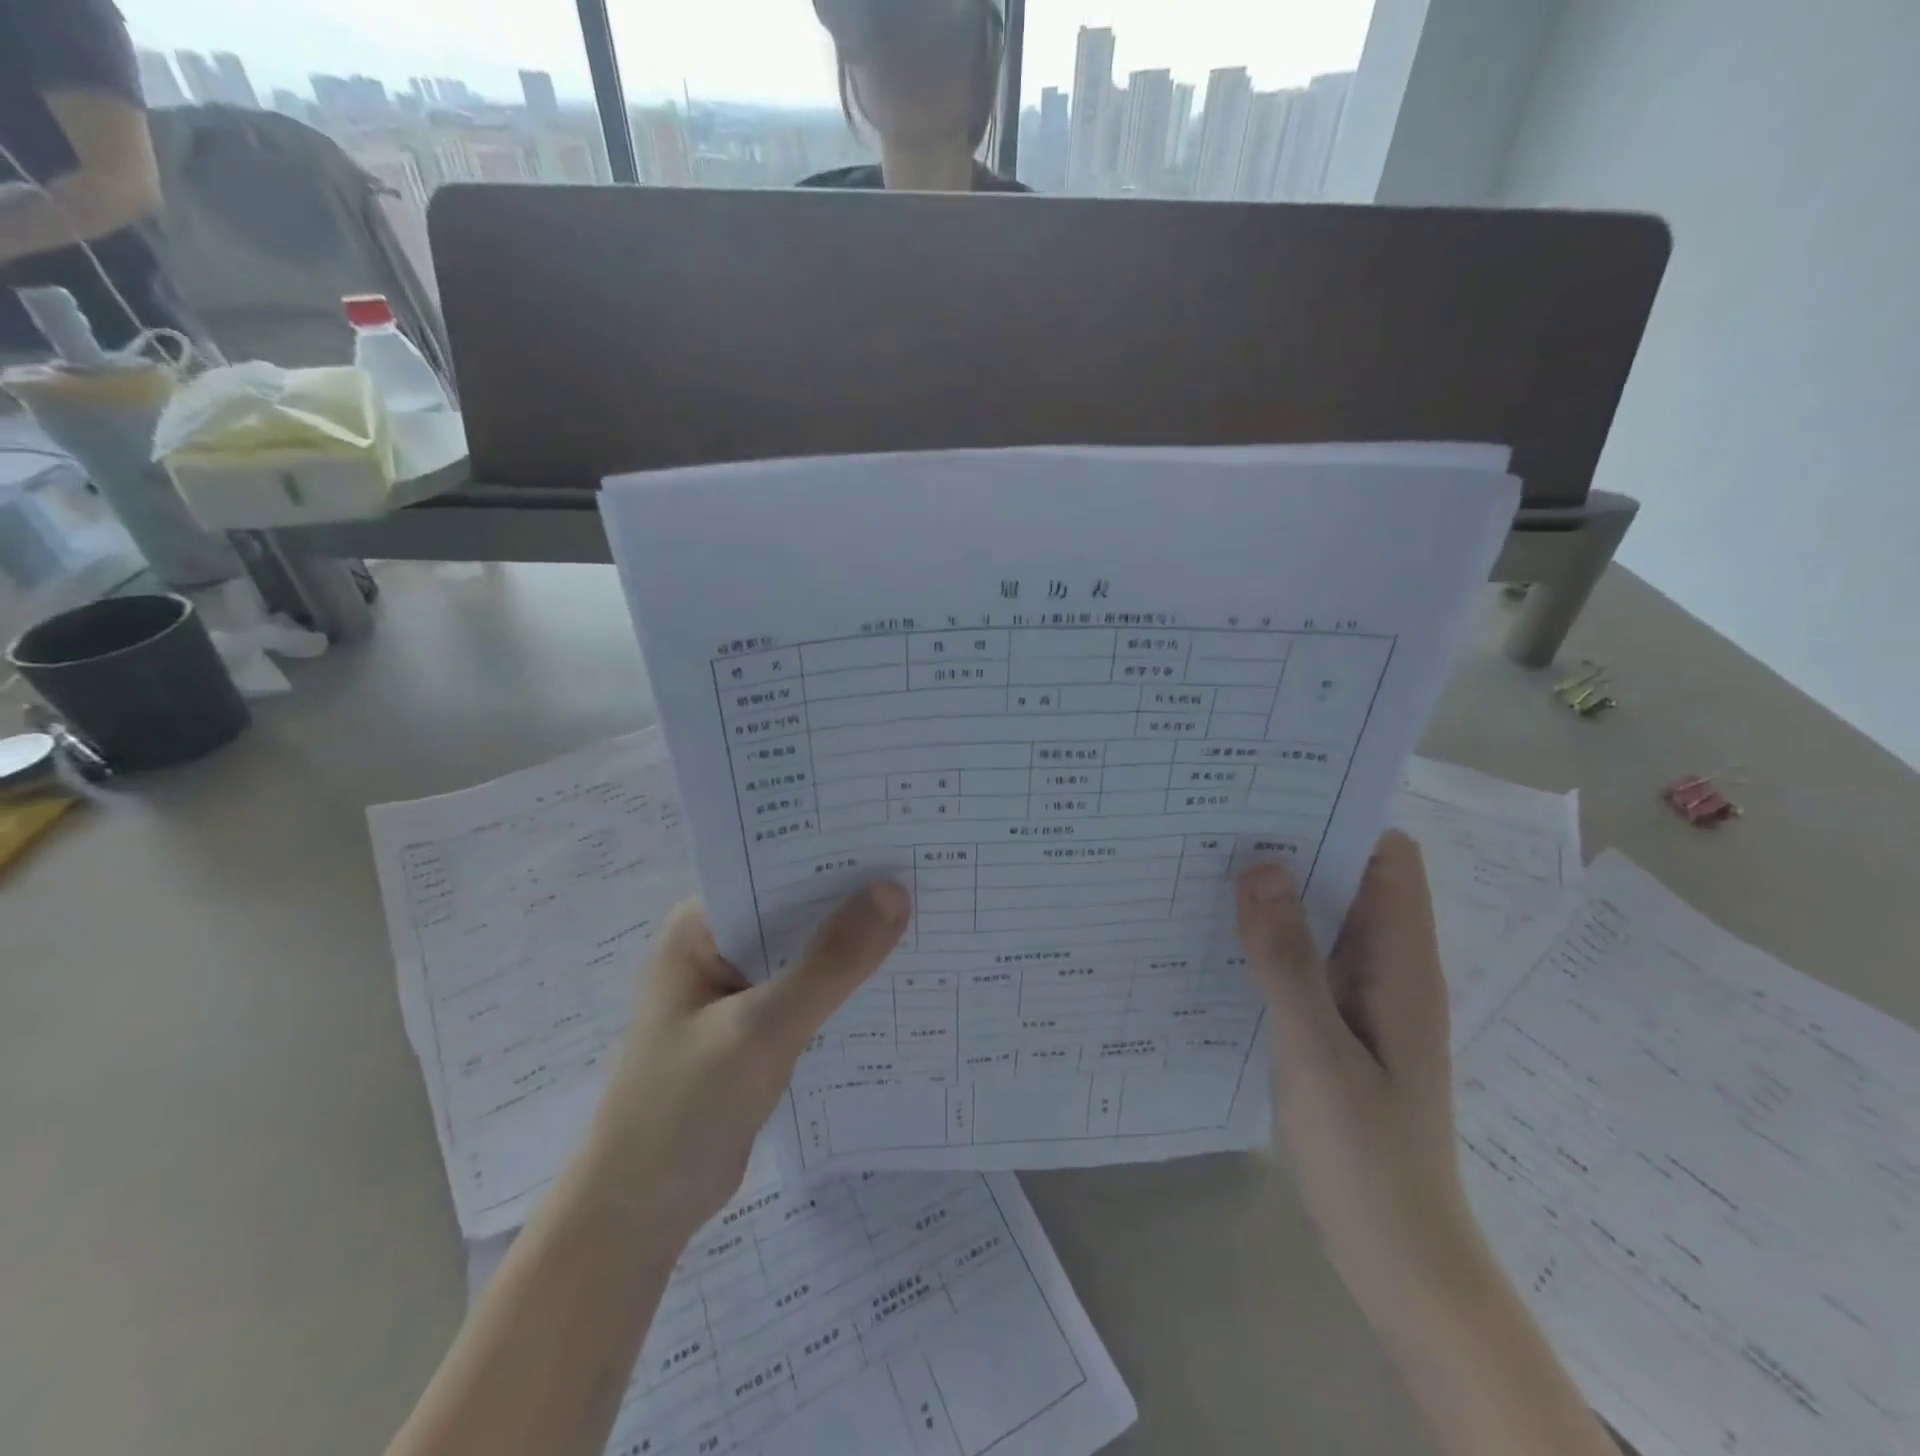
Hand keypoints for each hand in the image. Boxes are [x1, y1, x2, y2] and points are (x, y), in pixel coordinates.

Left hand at [581, 883, 910, 1239]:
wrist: (638, 1217)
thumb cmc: (683, 1109)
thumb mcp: (761, 1029)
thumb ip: (829, 964)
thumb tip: (895, 892)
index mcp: (702, 925)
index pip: (777, 869)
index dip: (838, 857)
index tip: (901, 843)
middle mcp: (719, 946)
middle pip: (798, 910)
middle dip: (855, 901)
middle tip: (930, 880)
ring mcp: (737, 989)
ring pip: (808, 953)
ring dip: (854, 947)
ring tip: (929, 920)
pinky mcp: (755, 1028)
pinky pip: (810, 993)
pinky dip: (845, 989)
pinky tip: (897, 983)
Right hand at [1237, 833, 1492, 1334]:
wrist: (1397, 1256)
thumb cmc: (1366, 1154)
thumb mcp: (1316, 1050)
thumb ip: (1286, 958)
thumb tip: (1258, 865)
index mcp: (1400, 963)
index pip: (1389, 858)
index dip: (1342, 818)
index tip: (1274, 796)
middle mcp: (1386, 968)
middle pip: (1350, 880)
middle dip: (1294, 848)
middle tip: (1219, 824)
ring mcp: (1362, 1000)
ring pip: (1322, 920)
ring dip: (1277, 895)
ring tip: (1207, 867)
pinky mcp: (1337, 1027)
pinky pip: (1303, 961)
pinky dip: (1270, 940)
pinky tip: (1218, 939)